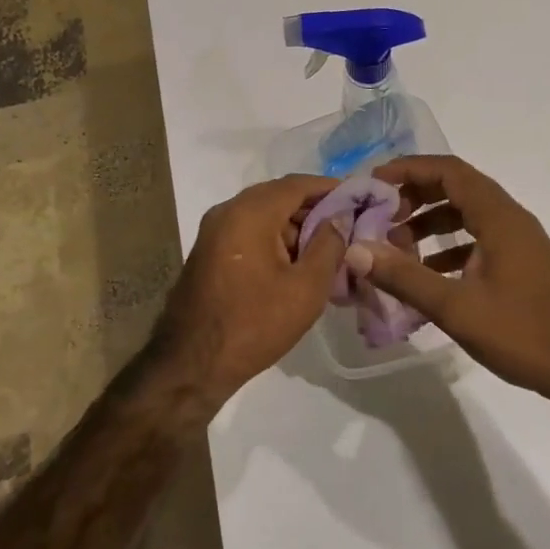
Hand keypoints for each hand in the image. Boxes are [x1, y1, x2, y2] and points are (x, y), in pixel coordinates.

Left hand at [145, 175, 346, 411]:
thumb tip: (340, 217)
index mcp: (250, 212)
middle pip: (278, 196)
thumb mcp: (306, 288)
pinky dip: (273, 238)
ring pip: (262, 214)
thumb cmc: (255, 324)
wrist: (192, 364)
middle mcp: (227, 211)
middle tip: (345, 227)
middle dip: (313, 209)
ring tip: (324, 251)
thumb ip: (329, 245)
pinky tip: (294, 264)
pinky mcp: (208, 251)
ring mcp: (213, 231)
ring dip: (293, 226)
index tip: (357, 199)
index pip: (297, 184)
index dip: (329, 188)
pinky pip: (247, 231)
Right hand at [348, 155, 549, 407]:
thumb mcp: (457, 308)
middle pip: (456, 187)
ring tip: (396, 245)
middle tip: (380, 216)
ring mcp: (518, 241)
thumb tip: (356, 250)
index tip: (374, 183)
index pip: (448, 170)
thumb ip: (405, 277)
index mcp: (498, 216)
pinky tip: (428, 273)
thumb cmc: (525, 333)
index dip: (409, 169)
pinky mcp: (521, 263)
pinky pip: (477, 238)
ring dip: (430, 222)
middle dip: (414, 196)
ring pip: (466, 214)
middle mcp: (509, 218)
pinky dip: (448, 245)